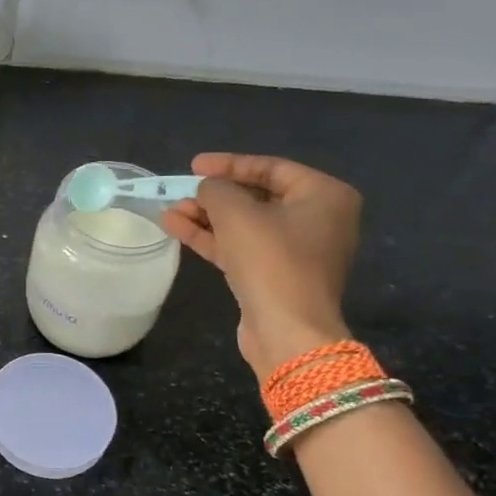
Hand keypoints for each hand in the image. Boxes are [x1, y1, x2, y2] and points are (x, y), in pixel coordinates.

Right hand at [161, 153, 361, 381]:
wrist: (287, 331)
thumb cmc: (271, 260)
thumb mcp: (236, 213)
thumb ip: (216, 189)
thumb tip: (207, 189)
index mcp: (324, 196)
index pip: (271, 168)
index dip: (229, 164)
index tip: (194, 166)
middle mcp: (318, 220)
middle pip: (257, 197)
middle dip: (214, 196)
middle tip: (181, 191)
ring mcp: (297, 251)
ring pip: (245, 224)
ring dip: (206, 217)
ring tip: (170, 211)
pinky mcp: (276, 276)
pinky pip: (241, 247)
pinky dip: (212, 238)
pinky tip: (177, 228)